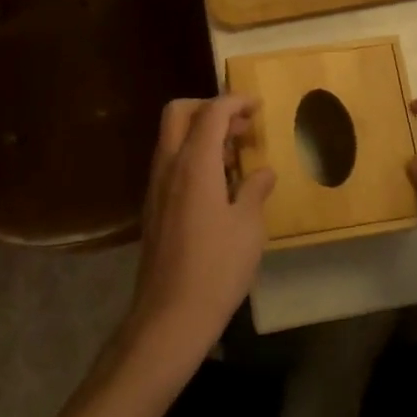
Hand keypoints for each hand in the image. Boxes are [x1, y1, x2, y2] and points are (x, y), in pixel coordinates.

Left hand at [126, 95, 274, 361]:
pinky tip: (218, 183)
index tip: (256, 105)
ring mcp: (156, 186)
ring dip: (200, 132)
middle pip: (179, 113)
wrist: (170, 315)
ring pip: (172, 137)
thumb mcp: (248, 228)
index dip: (234, 101)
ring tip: (235, 153)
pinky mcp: (153, 206)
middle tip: (240, 125)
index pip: (211, 112)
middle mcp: (169, 165)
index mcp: (194, 164)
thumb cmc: (216, 268)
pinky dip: (192, 155)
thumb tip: (262, 173)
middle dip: (209, 107)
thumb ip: (255, 191)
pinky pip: (170, 162)